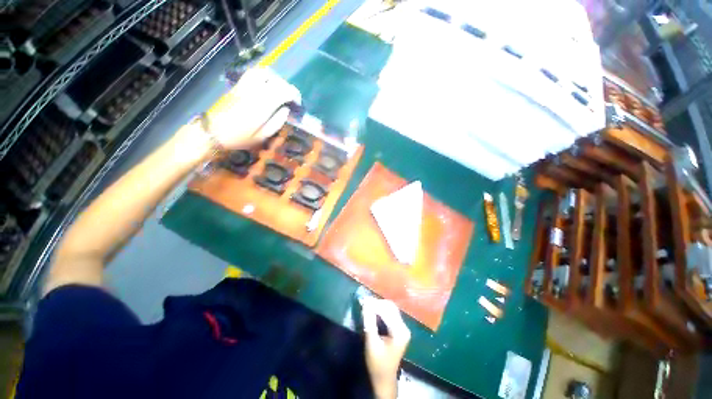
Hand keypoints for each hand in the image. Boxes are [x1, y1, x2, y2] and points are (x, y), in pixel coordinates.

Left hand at [206, 67, 300, 149]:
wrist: (212, 131)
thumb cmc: (239, 138)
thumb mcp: (262, 137)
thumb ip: (276, 122)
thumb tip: (286, 110)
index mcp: (262, 106)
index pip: (283, 91)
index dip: (294, 95)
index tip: (298, 104)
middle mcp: (254, 92)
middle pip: (276, 81)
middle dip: (288, 88)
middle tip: (291, 99)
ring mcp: (244, 86)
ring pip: (264, 72)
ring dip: (276, 79)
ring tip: (281, 90)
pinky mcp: (238, 85)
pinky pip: (253, 73)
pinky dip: (265, 76)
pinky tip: (267, 85)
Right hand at [362, 298, 410, 398]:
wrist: (384, 379)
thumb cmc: (377, 364)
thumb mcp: (371, 343)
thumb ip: (369, 322)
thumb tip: (365, 304)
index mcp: (400, 332)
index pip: (387, 311)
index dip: (374, 304)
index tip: (362, 300)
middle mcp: (404, 327)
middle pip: (390, 308)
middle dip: (377, 303)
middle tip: (364, 301)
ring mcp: (403, 328)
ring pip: (391, 309)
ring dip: (378, 305)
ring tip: (366, 304)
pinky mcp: (399, 329)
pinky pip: (390, 314)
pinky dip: (381, 310)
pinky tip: (372, 309)